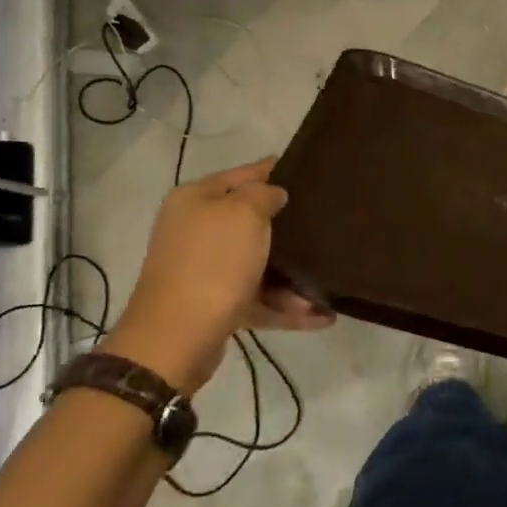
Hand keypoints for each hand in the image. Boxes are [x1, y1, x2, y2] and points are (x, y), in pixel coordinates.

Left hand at [102, 158, 332, 395]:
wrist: (177, 336)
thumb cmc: (213, 262)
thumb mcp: (244, 213)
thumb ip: (264, 194)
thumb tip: (274, 194)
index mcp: (196, 200)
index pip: (242, 175)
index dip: (274, 170)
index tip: (310, 170)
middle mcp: (196, 231)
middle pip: (250, 221)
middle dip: (287, 226)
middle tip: (325, 223)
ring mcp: (205, 270)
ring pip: (257, 264)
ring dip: (292, 275)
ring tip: (328, 284)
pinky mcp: (216, 306)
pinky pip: (259, 300)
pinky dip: (287, 307)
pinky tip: (322, 315)